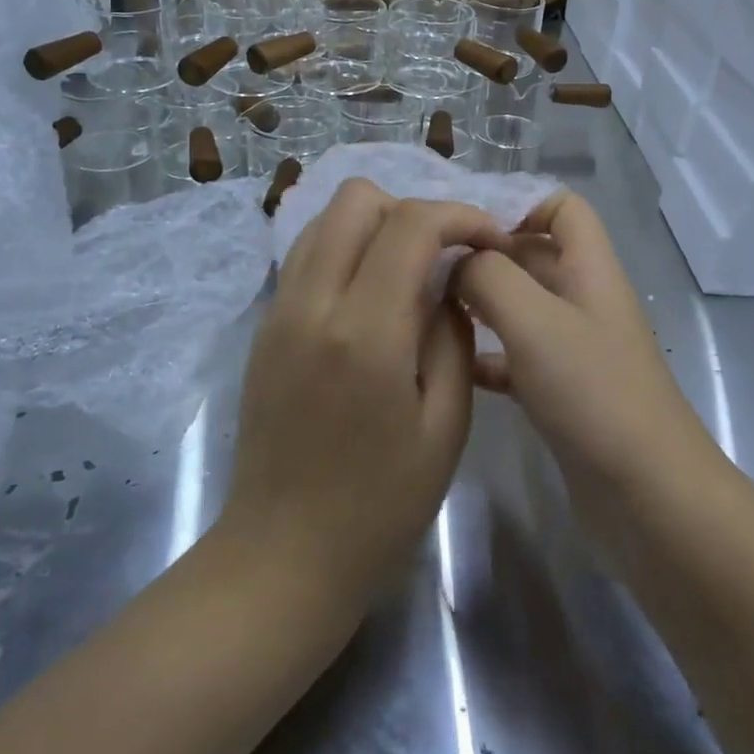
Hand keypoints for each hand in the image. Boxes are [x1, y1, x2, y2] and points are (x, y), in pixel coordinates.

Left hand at [220, 179, 505, 616]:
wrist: (283, 555)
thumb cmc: (380, 504)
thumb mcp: (446, 423)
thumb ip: (452, 334)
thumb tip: (449, 281)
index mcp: (367, 331)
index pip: (412, 223)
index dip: (461, 216)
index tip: (489, 241)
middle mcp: (313, 303)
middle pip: (356, 198)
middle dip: (412, 209)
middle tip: (443, 254)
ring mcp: (279, 310)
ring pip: (323, 217)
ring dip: (374, 224)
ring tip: (408, 268)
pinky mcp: (264, 325)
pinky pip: (306, 254)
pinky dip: (344, 248)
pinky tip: (370, 292)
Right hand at [451, 191, 721, 499]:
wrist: (647, 497)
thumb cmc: (594, 394)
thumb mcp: (535, 321)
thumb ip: (489, 276)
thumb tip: (454, 259)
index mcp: (590, 269)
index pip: (563, 207)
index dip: (519, 204)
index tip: (465, 229)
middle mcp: (584, 300)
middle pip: (533, 254)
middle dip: (484, 255)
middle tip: (424, 269)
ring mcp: (574, 349)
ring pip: (520, 306)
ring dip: (479, 303)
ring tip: (427, 309)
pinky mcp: (561, 392)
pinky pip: (516, 356)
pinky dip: (486, 353)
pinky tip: (451, 365)